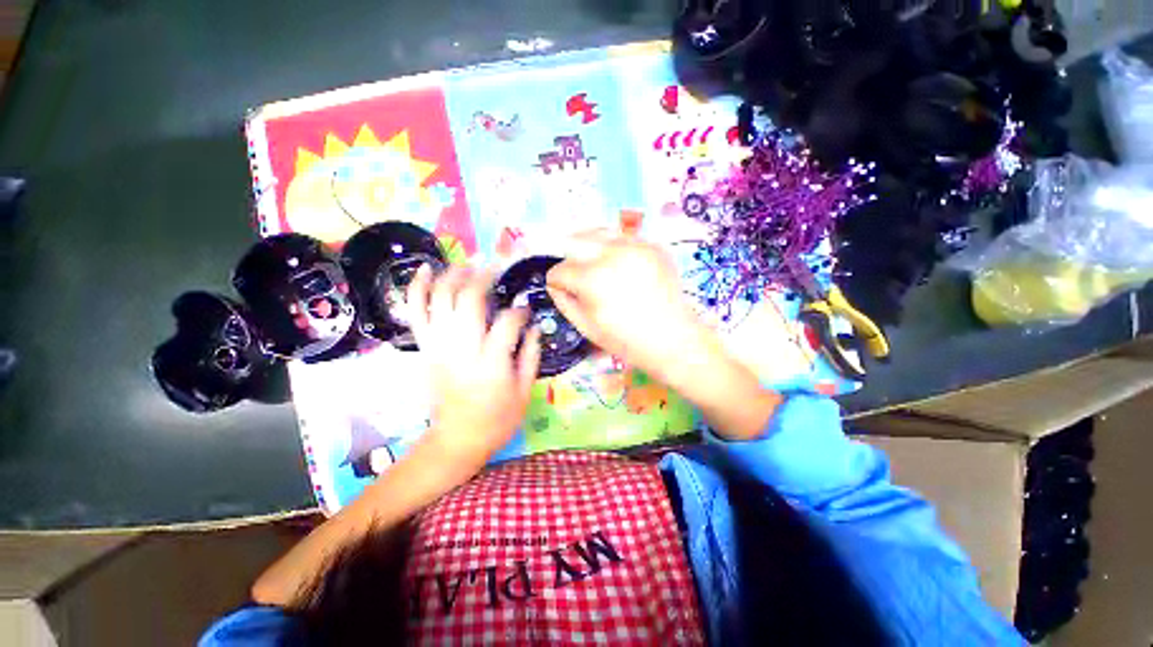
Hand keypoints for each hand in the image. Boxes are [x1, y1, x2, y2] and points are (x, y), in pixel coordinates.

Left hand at [406, 264, 541, 468]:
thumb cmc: (497, 419)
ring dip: (454, 275)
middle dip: (485, 277)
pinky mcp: (425, 348)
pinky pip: (416, 312)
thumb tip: (535, 326)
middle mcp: (461, 349)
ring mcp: (438, 346)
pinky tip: (426, 268)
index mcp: (491, 363)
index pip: (507, 321)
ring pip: (440, 298)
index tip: (526, 311)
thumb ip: (532, 354)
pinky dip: (417, 288)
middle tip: (497, 269)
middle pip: (469, 299)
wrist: (457, 440)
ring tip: (468, 266)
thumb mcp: (525, 391)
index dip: (520, 311)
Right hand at [545, 230, 707, 384]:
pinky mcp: (652, 246)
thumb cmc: (626, 340)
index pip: (559, 270)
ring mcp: (635, 246)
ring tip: (598, 266)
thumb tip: (555, 285)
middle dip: (570, 259)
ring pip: (599, 233)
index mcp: (592, 279)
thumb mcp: (586, 327)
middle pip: (575, 240)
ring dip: (591, 249)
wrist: (673, 339)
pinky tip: (623, 268)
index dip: (557, 283)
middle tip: (578, 276)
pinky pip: (623, 239)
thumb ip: (564, 302)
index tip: (563, 291)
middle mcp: (611, 254)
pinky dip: (616, 250)